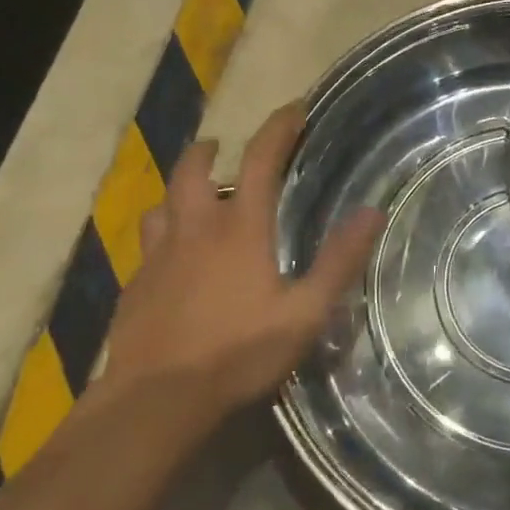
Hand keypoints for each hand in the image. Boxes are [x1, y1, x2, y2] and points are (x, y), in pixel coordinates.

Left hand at [100, 103, 383, 422]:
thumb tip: (373, 212)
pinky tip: (173, 257)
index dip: (277, 128)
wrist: (155, 400)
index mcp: (240, 228)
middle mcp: (195, 229)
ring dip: (180, 189)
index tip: (293, 108)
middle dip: (208, 149)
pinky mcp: (136, 284)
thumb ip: (339, 261)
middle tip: (222, 146)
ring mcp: (158, 256)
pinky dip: (163, 233)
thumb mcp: (305, 313)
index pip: (259, 160)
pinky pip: (148, 243)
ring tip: (194, 197)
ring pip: (162, 203)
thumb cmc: (237, 353)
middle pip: (193, 170)